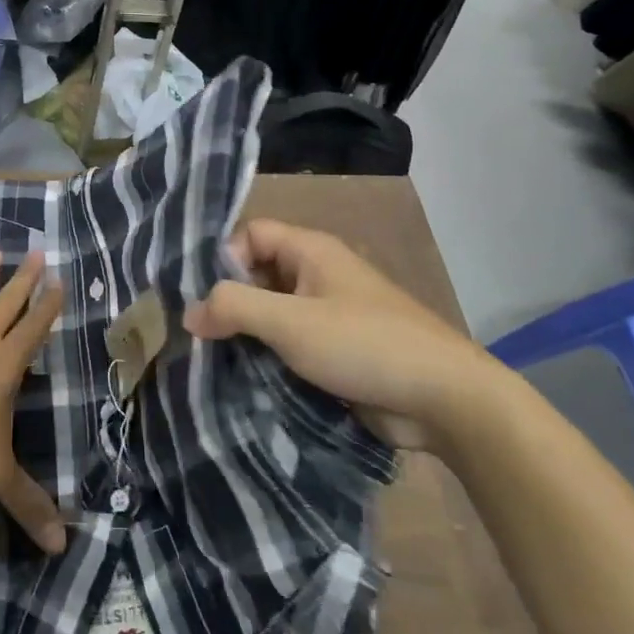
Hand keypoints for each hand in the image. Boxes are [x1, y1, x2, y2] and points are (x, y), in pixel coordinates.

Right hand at [182, 220, 508, 450]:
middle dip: (229, 302)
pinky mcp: (336, 351)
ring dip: (246, 335)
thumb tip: (188, 312)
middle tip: (198, 336)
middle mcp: (317, 274)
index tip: (202, 299)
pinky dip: (268, 357)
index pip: (250, 234)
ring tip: (214, 362)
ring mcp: (329, 314)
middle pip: (258, 274)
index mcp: (310, 250)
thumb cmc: (363, 345)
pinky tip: (245, 380)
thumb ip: (234, 308)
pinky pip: (290, 344)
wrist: (445, 399)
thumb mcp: (290, 322)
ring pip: (272, 313)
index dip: (223, 258)